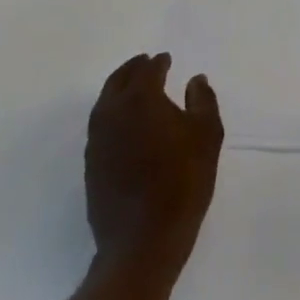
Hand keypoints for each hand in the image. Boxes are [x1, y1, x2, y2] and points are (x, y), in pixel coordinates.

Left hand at [84, 53, 223, 271]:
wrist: (143, 240)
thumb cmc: (183, 181)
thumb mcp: (207, 135)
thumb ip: (203, 101)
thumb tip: (195, 80)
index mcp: (140, 100)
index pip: (148, 70)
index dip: (159, 62)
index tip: (167, 59)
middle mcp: (112, 113)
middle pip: (118, 81)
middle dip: (133, 69)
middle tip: (146, 63)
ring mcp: (97, 141)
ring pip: (104, 102)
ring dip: (119, 89)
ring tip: (135, 89)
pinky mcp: (91, 165)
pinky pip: (100, 125)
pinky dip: (112, 113)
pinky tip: (126, 123)